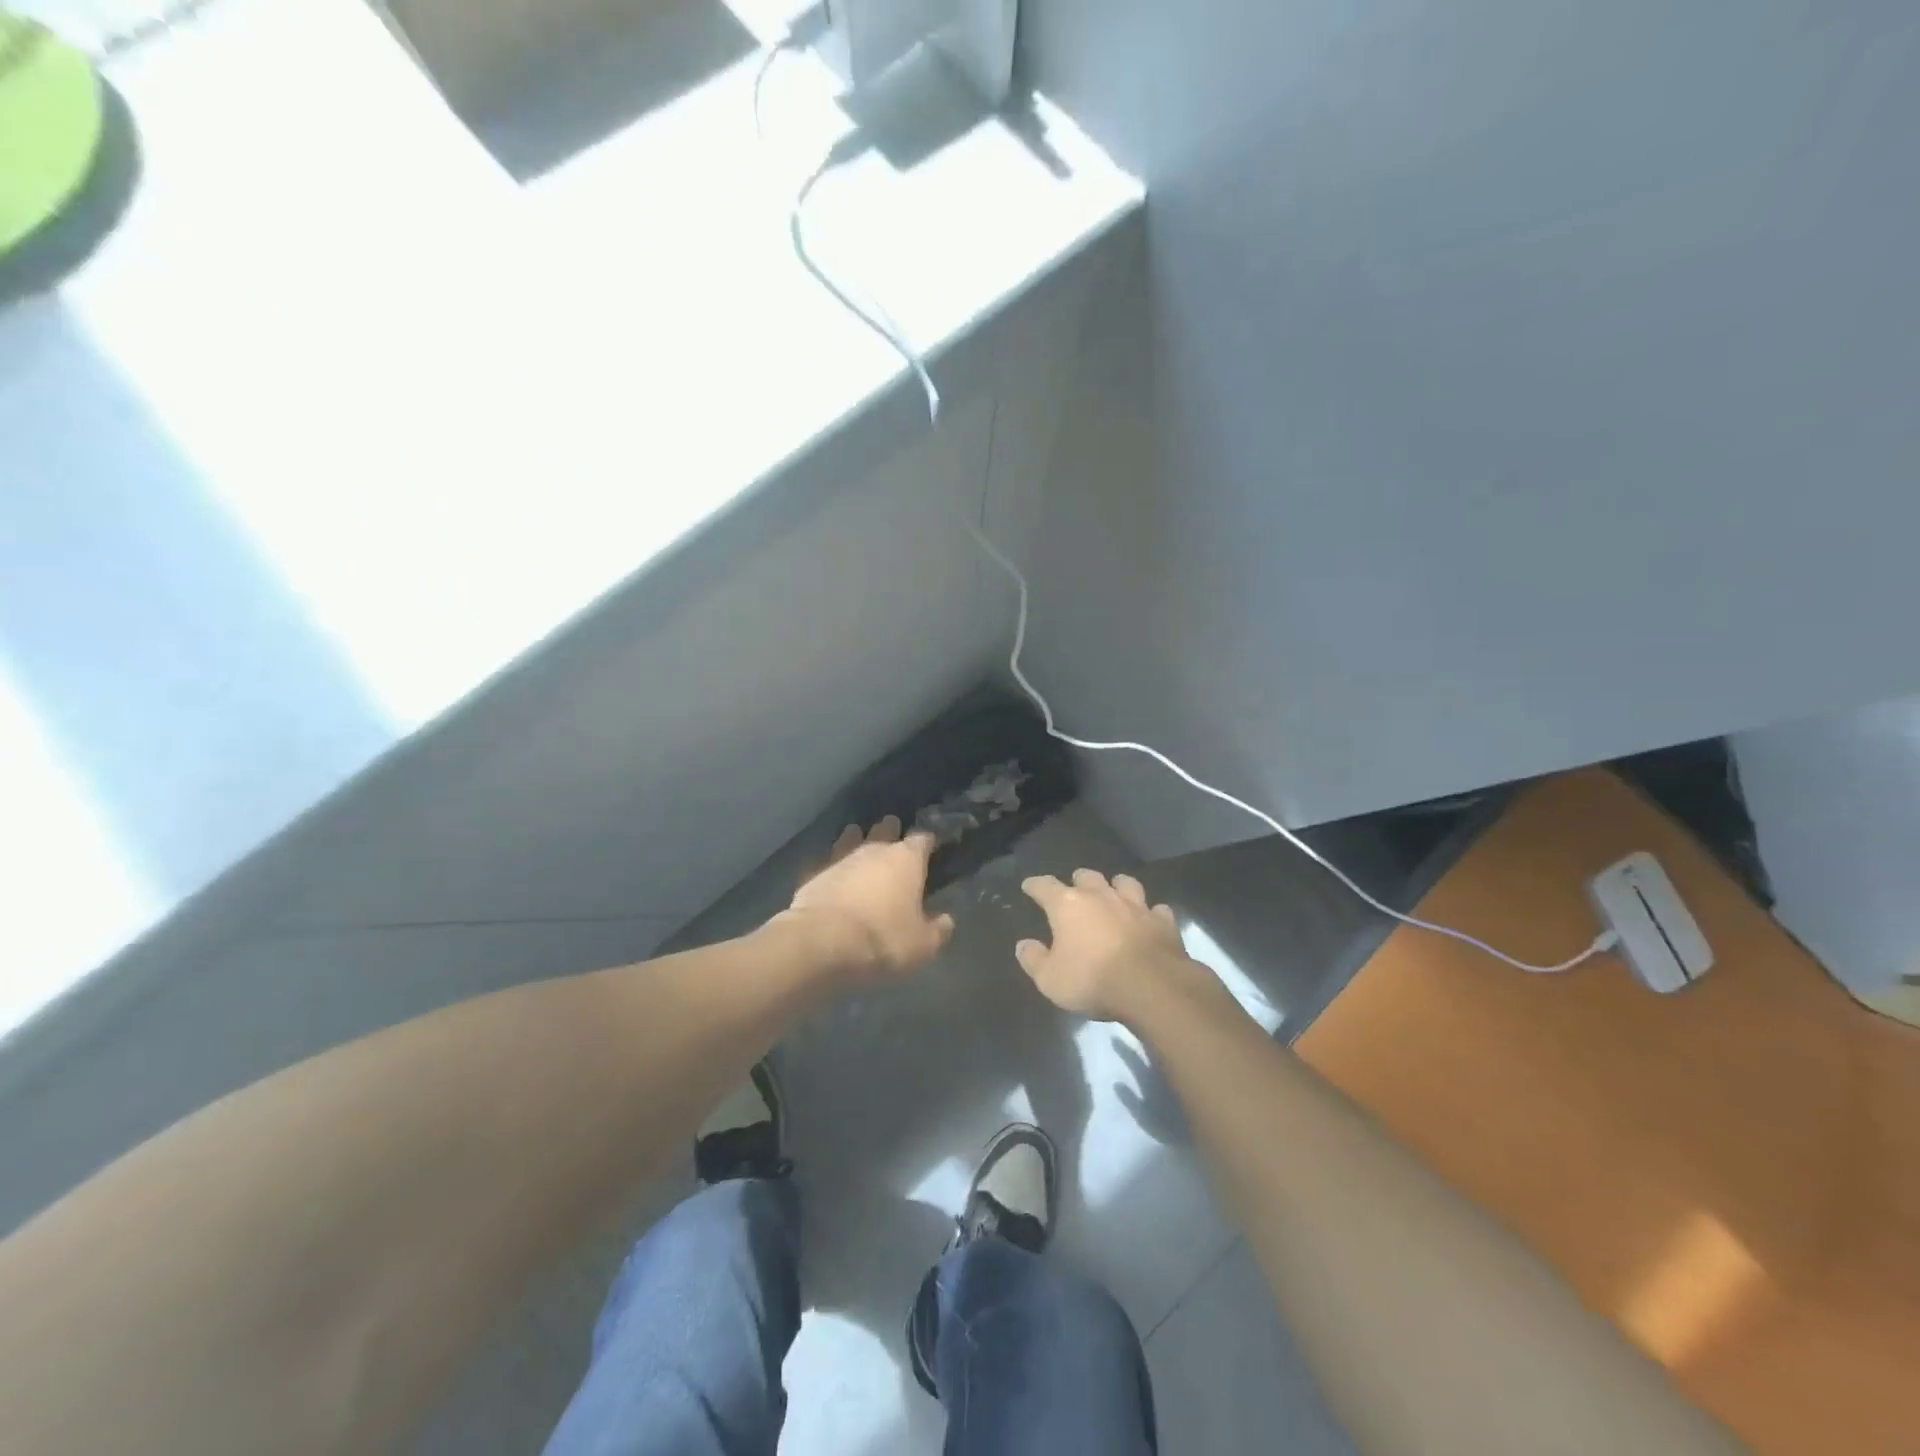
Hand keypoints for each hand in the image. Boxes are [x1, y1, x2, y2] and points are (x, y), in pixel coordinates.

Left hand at [783, 817, 954, 984]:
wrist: (822, 941)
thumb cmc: (882, 938)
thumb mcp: (921, 944)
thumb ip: (937, 930)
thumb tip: (946, 920)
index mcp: (906, 860)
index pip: (922, 839)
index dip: (928, 841)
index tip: (931, 845)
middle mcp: (875, 850)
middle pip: (886, 830)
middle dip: (891, 830)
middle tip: (894, 832)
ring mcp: (841, 858)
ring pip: (853, 838)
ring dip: (858, 838)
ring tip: (859, 837)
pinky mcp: (814, 872)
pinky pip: (827, 860)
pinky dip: (833, 863)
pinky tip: (832, 868)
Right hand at [1016, 869, 1198, 1023]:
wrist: (1152, 986)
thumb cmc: (1093, 980)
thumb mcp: (1050, 979)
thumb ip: (1034, 960)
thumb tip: (1024, 945)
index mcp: (1068, 905)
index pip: (1045, 886)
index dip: (1035, 885)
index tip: (1029, 886)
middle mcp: (1101, 896)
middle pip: (1087, 877)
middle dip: (1078, 880)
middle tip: (1075, 887)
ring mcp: (1135, 906)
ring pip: (1125, 883)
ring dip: (1117, 886)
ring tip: (1114, 892)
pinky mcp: (1163, 921)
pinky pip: (1156, 909)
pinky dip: (1151, 912)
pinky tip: (1150, 918)